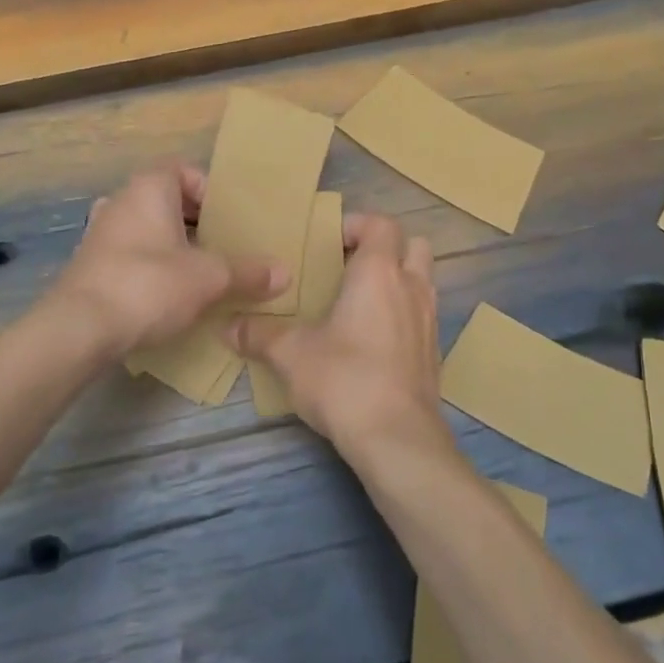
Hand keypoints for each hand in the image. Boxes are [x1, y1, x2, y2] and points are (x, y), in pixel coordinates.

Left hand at [52, 162, 287, 355]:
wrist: (79, 329)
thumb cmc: (149, 285)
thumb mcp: (209, 278)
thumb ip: (248, 272)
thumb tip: (285, 273)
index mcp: (148, 188)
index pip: (184, 171)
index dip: (210, 191)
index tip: (229, 220)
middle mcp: (120, 202)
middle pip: (167, 202)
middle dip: (197, 223)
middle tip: (223, 247)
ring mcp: (99, 234)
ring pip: (148, 230)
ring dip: (174, 247)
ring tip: (201, 273)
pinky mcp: (90, 267)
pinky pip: (130, 256)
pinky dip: (152, 267)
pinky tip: (170, 296)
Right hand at [228, 212, 455, 468]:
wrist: (397, 438)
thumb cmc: (344, 379)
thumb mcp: (292, 355)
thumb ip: (260, 335)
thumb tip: (228, 327)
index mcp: (379, 272)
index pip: (381, 224)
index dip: (357, 225)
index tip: (329, 242)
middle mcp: (412, 287)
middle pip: (413, 245)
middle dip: (385, 248)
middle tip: (349, 268)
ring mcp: (429, 320)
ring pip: (422, 280)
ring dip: (397, 280)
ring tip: (360, 302)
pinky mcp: (434, 351)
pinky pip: (422, 314)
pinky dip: (403, 313)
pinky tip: (374, 340)